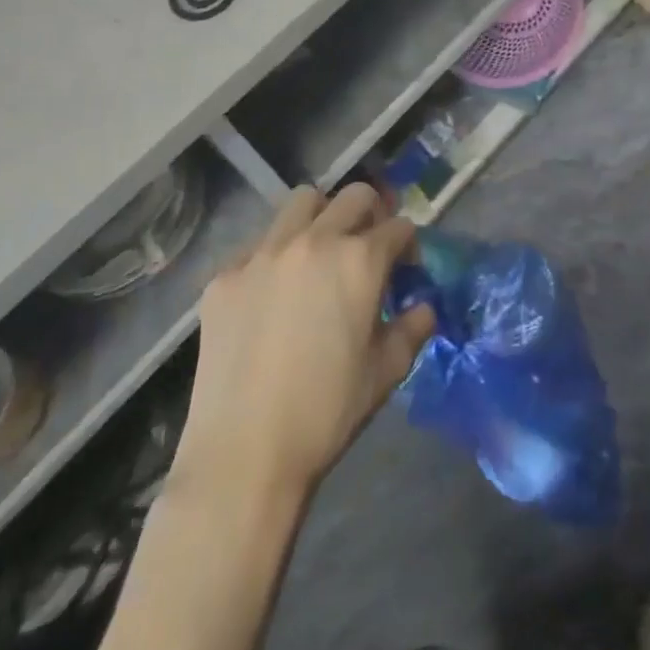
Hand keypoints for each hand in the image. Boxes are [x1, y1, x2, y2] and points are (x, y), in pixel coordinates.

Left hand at [178, 185, 435, 502]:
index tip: (405, 269)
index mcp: (360, 261)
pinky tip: (274, 294)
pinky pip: (259, 244)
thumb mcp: (387, 372)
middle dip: (372, 214)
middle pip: (355, 196)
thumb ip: (413, 328)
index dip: (408, 246)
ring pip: (302, 202)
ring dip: (322, 217)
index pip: (398, 227)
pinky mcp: (226, 275)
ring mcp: (264, 254)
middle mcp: (314, 241)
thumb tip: (423, 307)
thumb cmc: (327, 411)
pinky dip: (277, 255)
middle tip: (369, 247)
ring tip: (321, 253)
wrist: (244, 453)